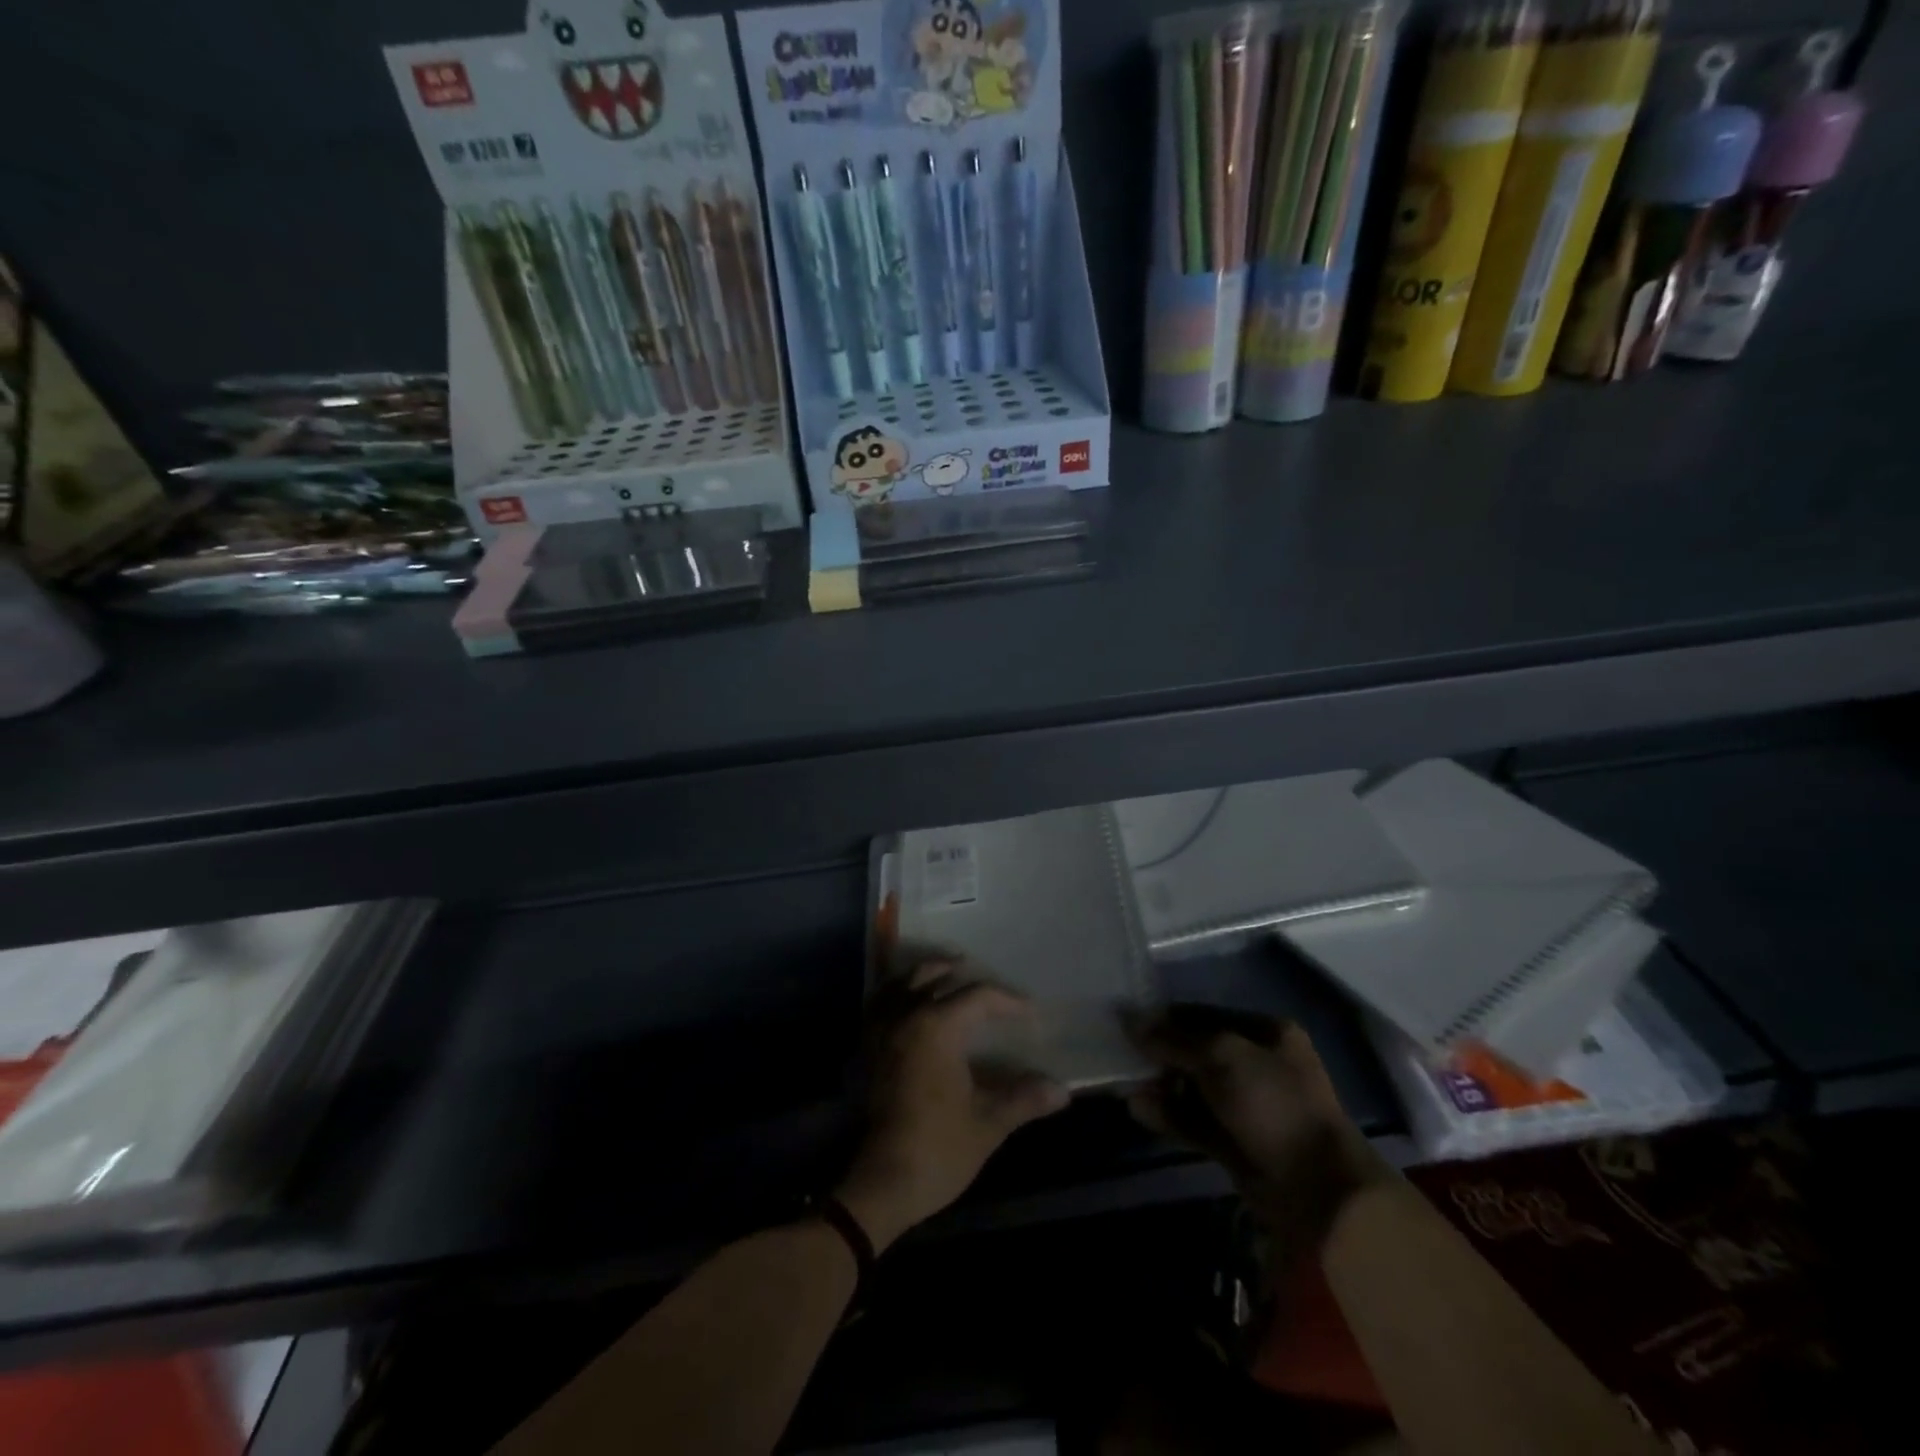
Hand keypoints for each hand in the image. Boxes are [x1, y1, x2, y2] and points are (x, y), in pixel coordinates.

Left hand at [837, 964, 1069, 1250]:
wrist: (881, 1184)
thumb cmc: (938, 1149)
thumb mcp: (989, 1123)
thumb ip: (1024, 1098)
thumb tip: (1062, 1091)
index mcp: (937, 1027)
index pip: (978, 996)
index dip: (1007, 1000)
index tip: (1029, 1011)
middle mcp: (906, 1016)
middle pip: (936, 976)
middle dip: (965, 976)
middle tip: (990, 988)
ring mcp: (880, 1030)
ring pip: (903, 983)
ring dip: (929, 975)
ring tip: (950, 977)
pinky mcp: (866, 1048)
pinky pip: (881, 1003)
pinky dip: (898, 992)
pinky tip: (910, 1003)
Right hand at [1128, 1006, 1390, 1253]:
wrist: (1317, 1189)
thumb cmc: (1273, 1104)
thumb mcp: (1221, 1056)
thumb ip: (1173, 1039)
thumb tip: (1129, 1019)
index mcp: (1265, 1033)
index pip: (1204, 1015)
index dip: (1166, 1017)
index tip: (1128, 1021)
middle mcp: (1257, 1064)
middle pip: (1196, 1050)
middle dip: (1161, 1053)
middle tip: (1123, 1054)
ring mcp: (1247, 1105)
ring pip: (1193, 1087)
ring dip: (1161, 1085)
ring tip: (1127, 1084)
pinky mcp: (1235, 1142)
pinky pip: (1194, 1120)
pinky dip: (1169, 1114)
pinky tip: (1139, 1109)